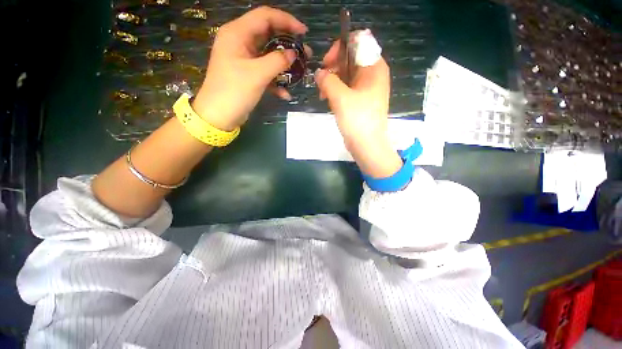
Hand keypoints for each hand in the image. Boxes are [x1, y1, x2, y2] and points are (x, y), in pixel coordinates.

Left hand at [192, 7, 307, 130]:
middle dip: (288, 43)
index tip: (304, 32)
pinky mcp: (247, 74)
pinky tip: (285, 93)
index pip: (265, 16)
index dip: (286, 21)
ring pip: (268, 55)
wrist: (219, 116)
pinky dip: (276, 81)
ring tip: (301, 70)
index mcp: (237, 33)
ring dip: (284, 63)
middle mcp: (240, 42)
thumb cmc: (234, 91)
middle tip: (305, 52)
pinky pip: (265, 71)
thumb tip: (293, 54)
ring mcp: (244, 59)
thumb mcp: (257, 74)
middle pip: (268, 34)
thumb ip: (277, 61)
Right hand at [314, 38, 401, 177]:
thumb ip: (327, 80)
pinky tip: (328, 101)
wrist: (367, 146)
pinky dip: (336, 91)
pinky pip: (347, 88)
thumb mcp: (341, 97)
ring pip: (346, 75)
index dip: (340, 48)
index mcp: (374, 67)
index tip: (327, 64)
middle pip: (350, 58)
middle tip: (322, 82)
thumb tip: (319, 73)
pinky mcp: (361, 100)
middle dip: (333, 68)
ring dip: (332, 82)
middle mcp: (373, 74)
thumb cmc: (357, 120)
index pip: (358, 42)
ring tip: (323, 95)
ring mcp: (367, 88)